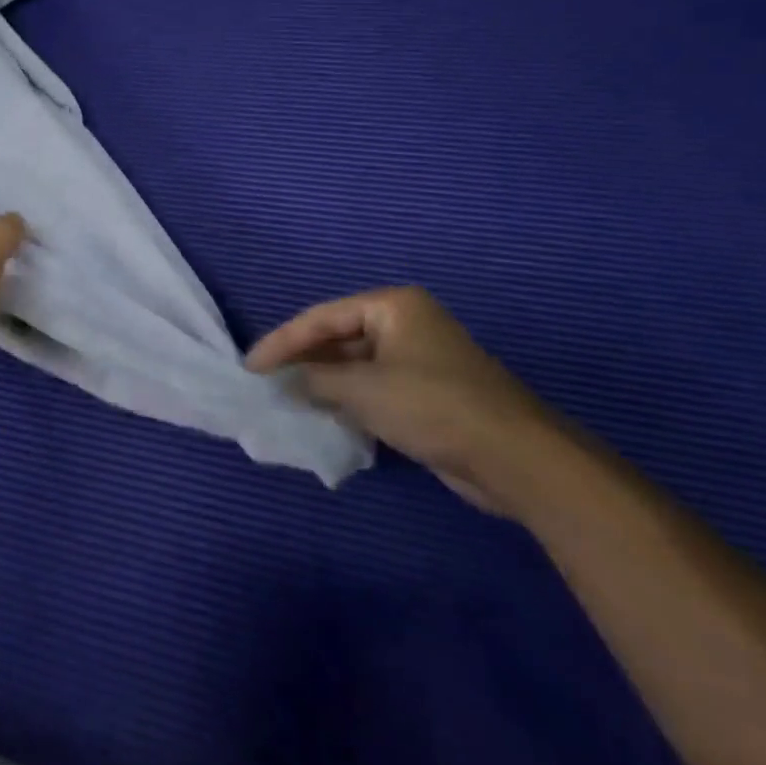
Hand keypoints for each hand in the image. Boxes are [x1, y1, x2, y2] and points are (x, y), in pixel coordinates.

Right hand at [248, 287, 562, 514]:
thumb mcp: (364, 389)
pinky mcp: (427, 394)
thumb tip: (284, 383)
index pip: (322, 317)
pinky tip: (325, 416)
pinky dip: (349, 400)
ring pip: (356, 366)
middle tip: (266, 382)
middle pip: (339, 338)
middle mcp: (405, 324)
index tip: (251, 367)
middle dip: (303, 361)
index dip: (283, 342)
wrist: (515, 458)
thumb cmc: (433, 405)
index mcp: (392, 306)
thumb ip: (316, 381)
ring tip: (287, 400)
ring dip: (324, 383)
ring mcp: (418, 359)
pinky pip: (375, 389)